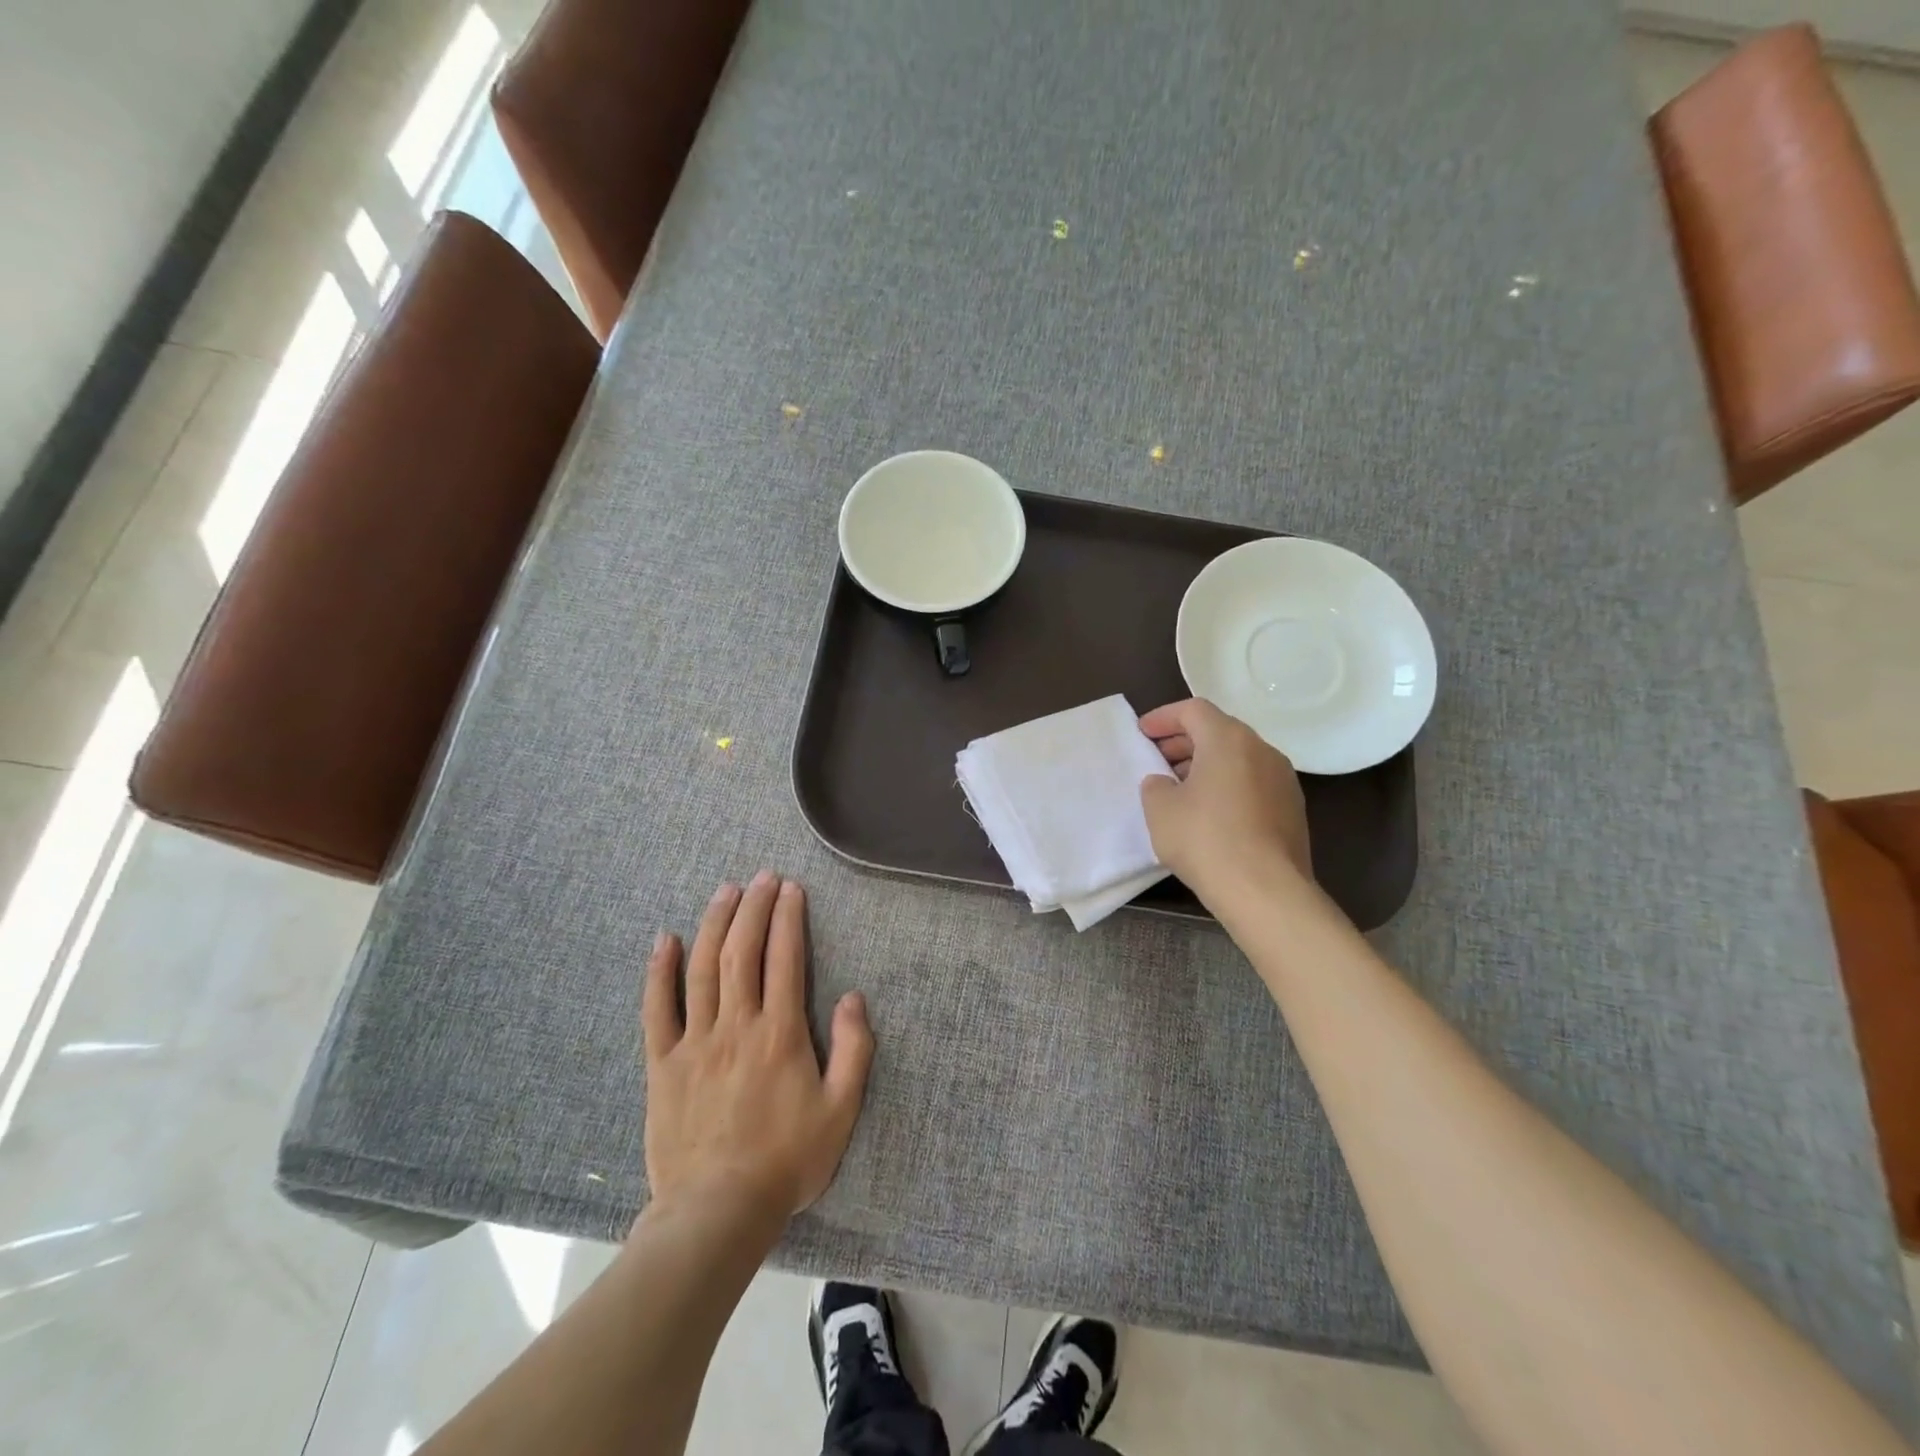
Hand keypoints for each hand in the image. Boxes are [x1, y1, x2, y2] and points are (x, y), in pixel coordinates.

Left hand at [643, 873, 873, 1223]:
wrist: (717, 1212)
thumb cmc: (786, 1161)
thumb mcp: (840, 1111)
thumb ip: (854, 1050)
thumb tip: (854, 997)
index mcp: (780, 1034)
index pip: (785, 959)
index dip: (788, 918)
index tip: (791, 889)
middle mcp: (736, 1026)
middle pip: (742, 952)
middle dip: (753, 908)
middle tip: (762, 877)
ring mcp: (695, 1042)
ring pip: (703, 968)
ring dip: (715, 924)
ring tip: (725, 891)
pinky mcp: (663, 1064)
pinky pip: (657, 1010)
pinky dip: (660, 971)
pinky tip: (666, 940)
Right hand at [1138, 699, 1312, 893]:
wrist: (1265, 890)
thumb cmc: (1205, 839)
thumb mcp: (1160, 809)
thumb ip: (1155, 785)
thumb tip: (1165, 782)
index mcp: (1228, 739)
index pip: (1193, 710)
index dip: (1163, 718)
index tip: (1142, 733)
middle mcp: (1262, 750)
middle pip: (1219, 731)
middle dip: (1184, 741)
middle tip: (1157, 759)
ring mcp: (1283, 780)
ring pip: (1238, 758)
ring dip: (1207, 765)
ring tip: (1180, 788)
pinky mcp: (1292, 809)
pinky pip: (1253, 783)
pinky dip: (1228, 786)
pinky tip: (1210, 814)